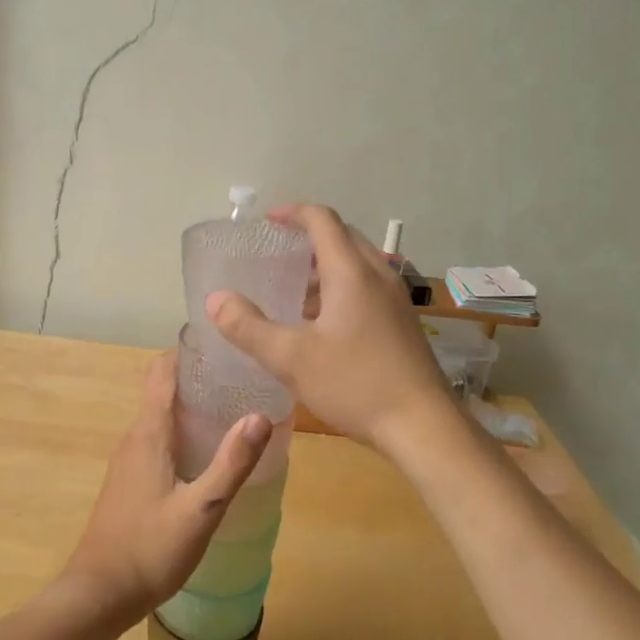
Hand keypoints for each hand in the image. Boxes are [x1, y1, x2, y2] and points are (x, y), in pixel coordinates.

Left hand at [61, 351, 272, 623]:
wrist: (98, 594)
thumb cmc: (149, 549)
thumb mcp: (201, 509)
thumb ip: (231, 463)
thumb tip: (261, 415)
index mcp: (149, 432)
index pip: (163, 370)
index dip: (189, 351)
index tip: (224, 343)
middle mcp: (135, 437)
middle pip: (163, 388)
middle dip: (198, 376)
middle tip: (241, 376)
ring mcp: (129, 459)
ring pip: (161, 414)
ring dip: (191, 404)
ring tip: (233, 407)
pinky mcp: (130, 479)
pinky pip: (157, 437)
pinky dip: (182, 429)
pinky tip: (207, 450)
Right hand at [206, 203, 453, 455]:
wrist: (424, 426)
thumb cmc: (356, 384)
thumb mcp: (291, 359)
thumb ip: (249, 327)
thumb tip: (216, 299)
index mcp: (351, 272)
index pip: (322, 220)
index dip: (293, 213)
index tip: (267, 222)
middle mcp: (378, 275)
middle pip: (343, 237)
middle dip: (309, 239)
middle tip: (277, 255)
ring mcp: (396, 299)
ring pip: (357, 264)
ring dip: (325, 267)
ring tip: (293, 293)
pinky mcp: (403, 322)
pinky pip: (368, 287)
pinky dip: (341, 288)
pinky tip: (322, 324)